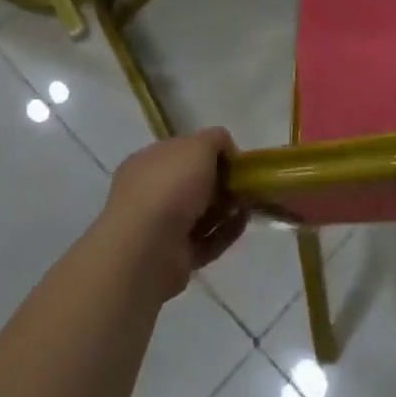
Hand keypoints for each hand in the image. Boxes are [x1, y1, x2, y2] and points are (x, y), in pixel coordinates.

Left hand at [99, 129, 246, 300]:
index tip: (233, 158)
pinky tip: (243, 221)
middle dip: (221, 182)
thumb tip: (225, 151)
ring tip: (248, 203)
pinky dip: (226, 231)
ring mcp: (159, 229)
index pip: (181, 152)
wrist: (148, 249)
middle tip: (244, 182)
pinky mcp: (174, 257)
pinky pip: (206, 240)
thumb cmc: (170, 186)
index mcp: (147, 163)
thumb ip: (216, 139)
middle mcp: (148, 194)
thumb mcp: (199, 145)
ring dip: (227, 207)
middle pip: (192, 184)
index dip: (209, 152)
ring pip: (200, 213)